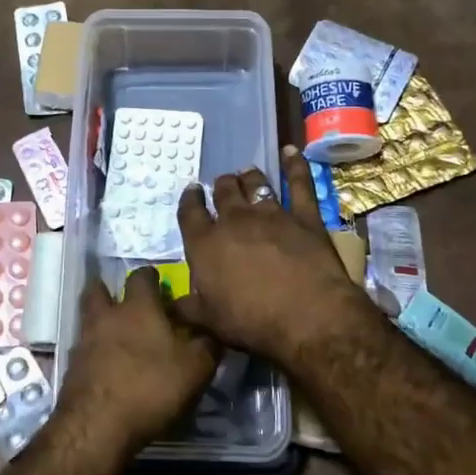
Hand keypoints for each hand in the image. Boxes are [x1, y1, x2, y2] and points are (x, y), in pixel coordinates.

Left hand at [57, 269, 220, 454]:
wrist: (97, 426)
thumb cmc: (150, 387)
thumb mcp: (195, 368)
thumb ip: (207, 344)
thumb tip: (212, 329)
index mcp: (138, 307)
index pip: (142, 276)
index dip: (151, 277)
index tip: (160, 285)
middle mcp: (107, 316)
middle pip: (99, 289)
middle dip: (110, 290)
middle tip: (125, 302)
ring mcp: (84, 341)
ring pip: (88, 318)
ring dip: (100, 321)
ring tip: (116, 335)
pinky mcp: (72, 368)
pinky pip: (84, 348)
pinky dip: (94, 351)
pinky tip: (107, 366)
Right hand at [174, 145, 365, 361]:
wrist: (307, 317)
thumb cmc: (252, 322)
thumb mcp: (209, 322)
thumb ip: (186, 307)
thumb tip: (168, 302)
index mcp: (206, 244)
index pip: (190, 214)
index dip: (190, 200)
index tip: (192, 191)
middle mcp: (234, 220)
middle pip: (223, 192)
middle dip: (220, 186)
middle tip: (222, 184)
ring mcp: (271, 214)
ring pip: (255, 184)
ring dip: (248, 177)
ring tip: (246, 172)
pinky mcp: (304, 216)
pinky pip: (298, 183)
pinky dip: (295, 165)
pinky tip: (291, 151)